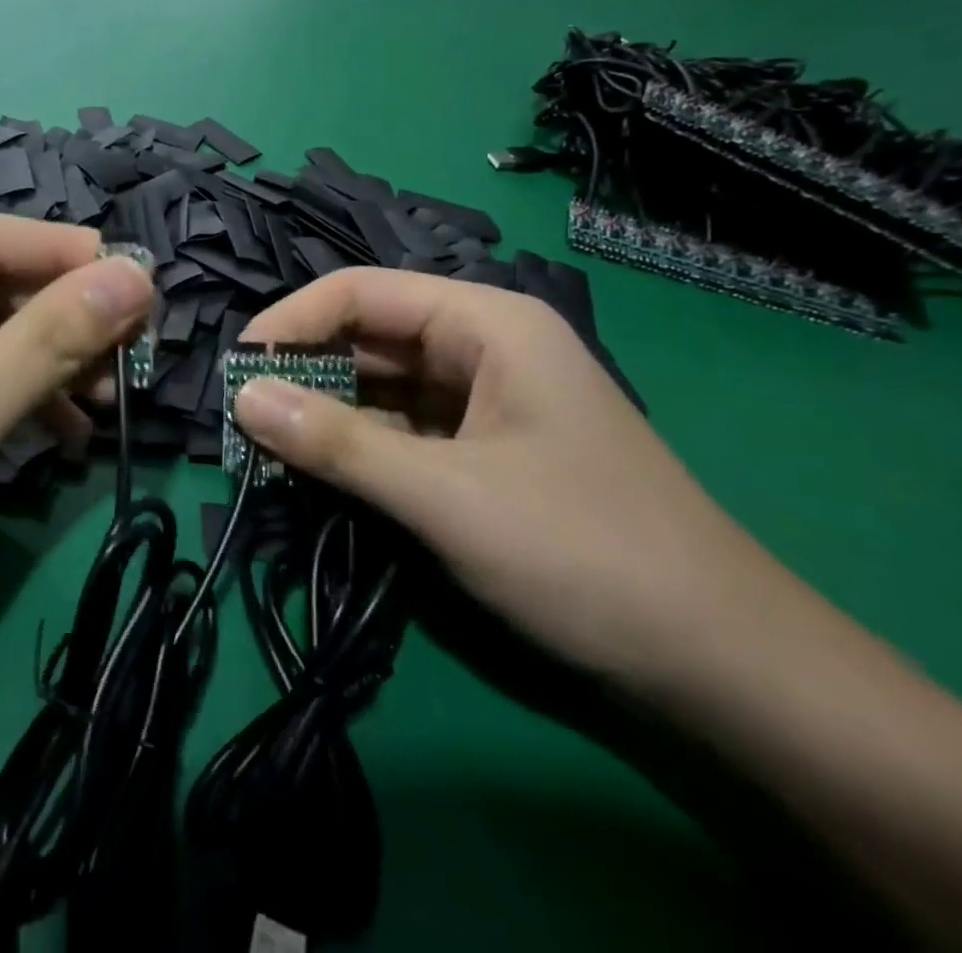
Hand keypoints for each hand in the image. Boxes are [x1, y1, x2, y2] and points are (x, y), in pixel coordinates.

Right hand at [231, 269, 799, 694]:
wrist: (725, 668)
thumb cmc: (584, 553)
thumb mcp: (444, 495)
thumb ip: (337, 442)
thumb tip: (242, 396)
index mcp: (486, 324)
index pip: (361, 293)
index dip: (291, 323)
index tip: (236, 372)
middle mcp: (483, 348)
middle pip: (368, 337)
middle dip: (303, 372)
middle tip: (242, 419)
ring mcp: (485, 403)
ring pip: (381, 387)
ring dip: (325, 414)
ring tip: (265, 448)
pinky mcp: (483, 453)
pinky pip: (402, 431)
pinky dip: (358, 447)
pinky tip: (318, 473)